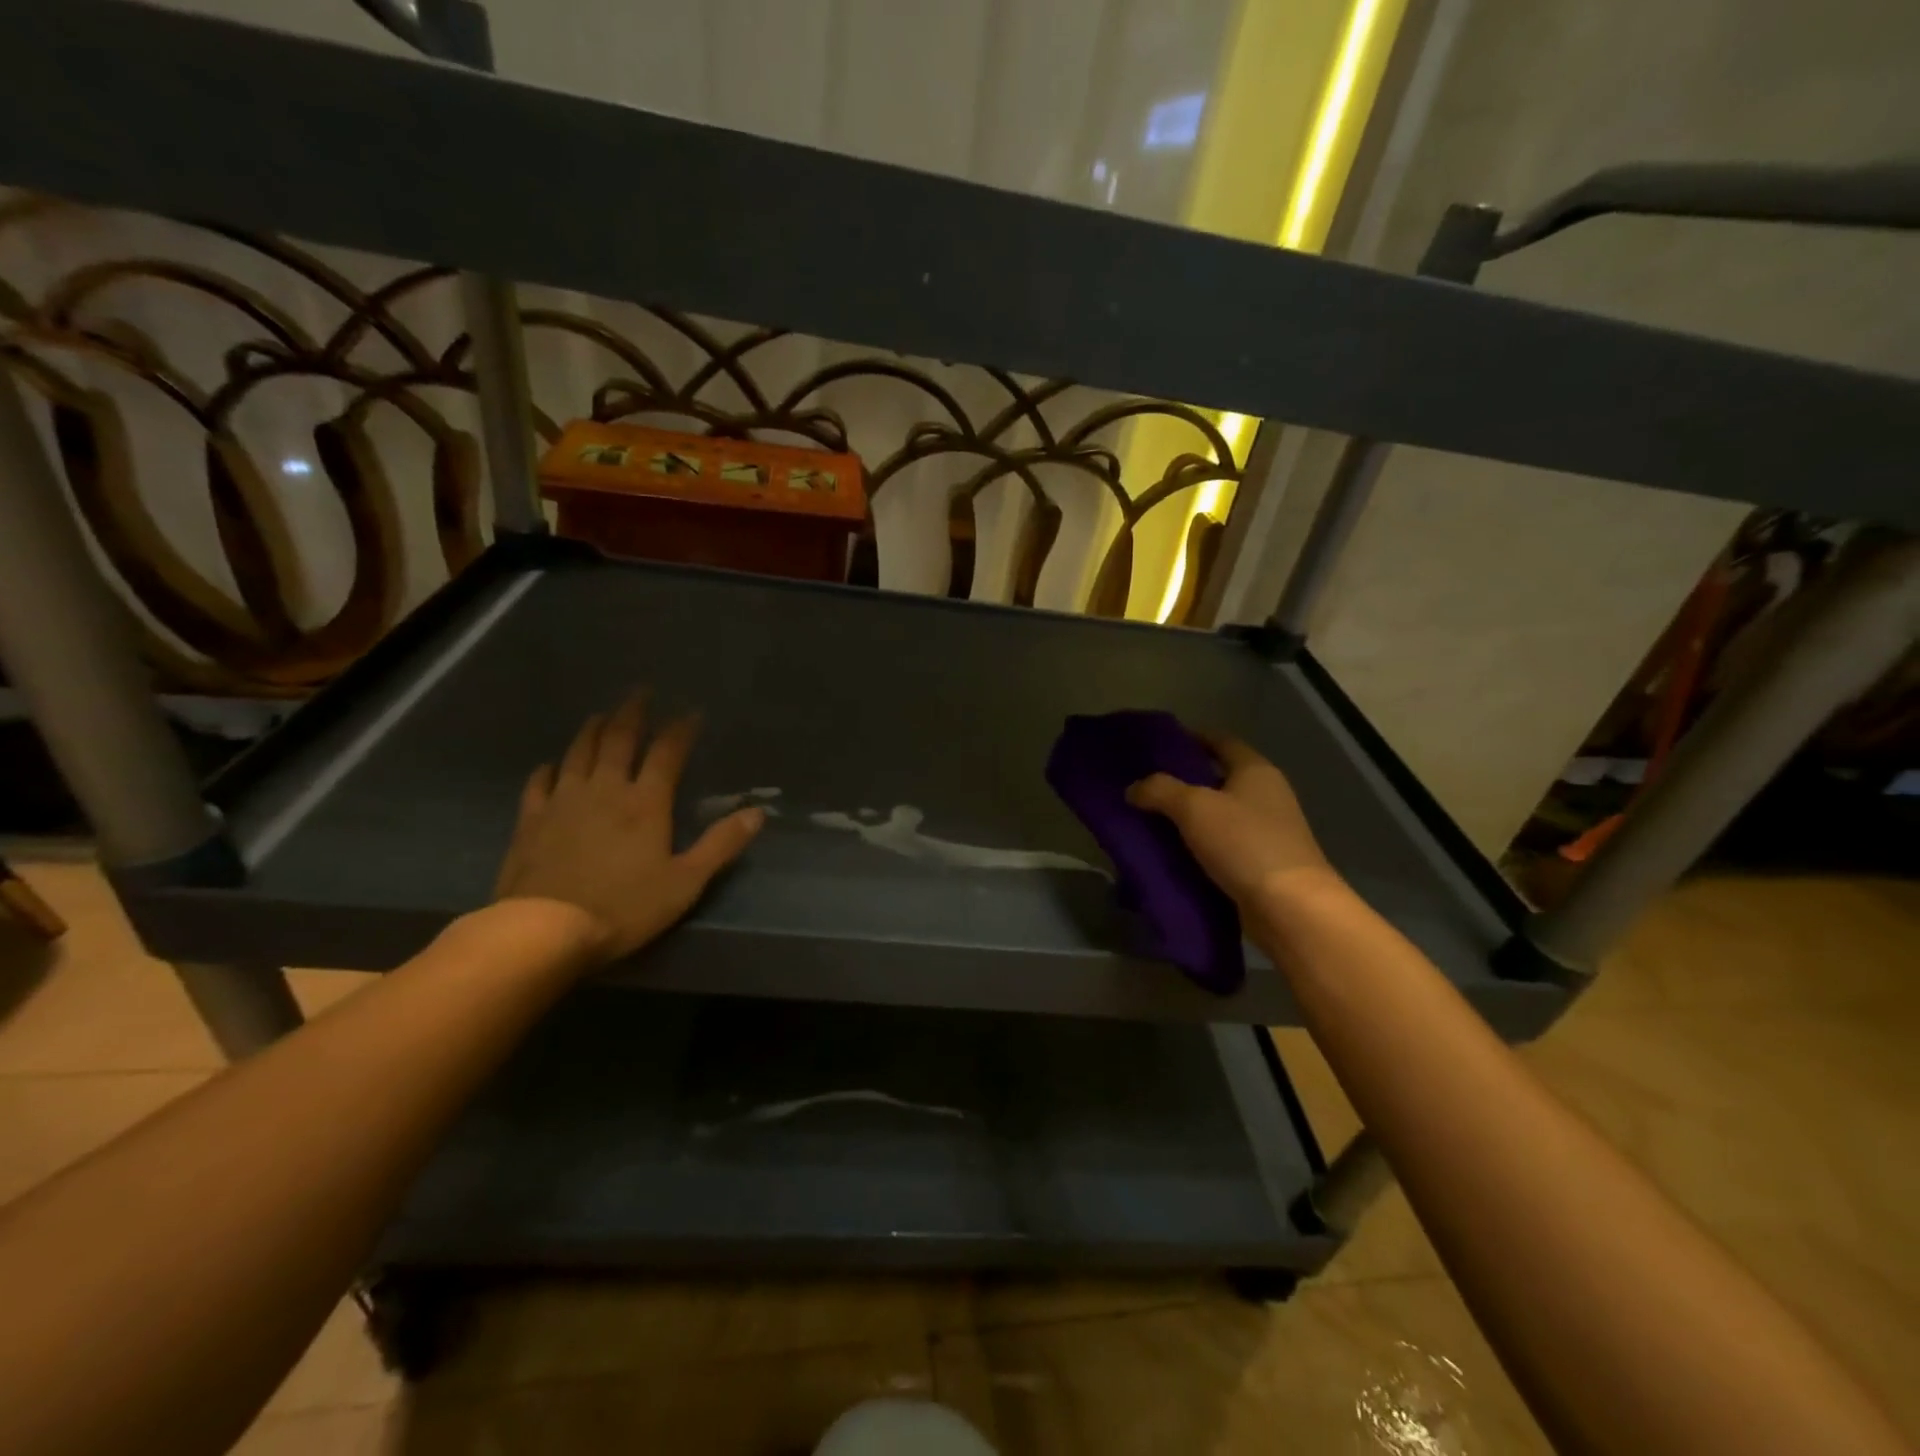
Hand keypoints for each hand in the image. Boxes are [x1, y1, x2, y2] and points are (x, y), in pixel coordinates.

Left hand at [493, 696, 764, 960]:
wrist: (543, 929)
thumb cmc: (624, 907)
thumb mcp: (686, 881)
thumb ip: (721, 844)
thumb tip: (758, 812)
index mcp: (645, 802)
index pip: (667, 753)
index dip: (681, 729)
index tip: (692, 711)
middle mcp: (605, 790)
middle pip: (618, 740)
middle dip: (632, 713)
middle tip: (640, 692)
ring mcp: (563, 802)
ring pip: (579, 753)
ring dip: (592, 730)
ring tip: (600, 715)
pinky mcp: (531, 821)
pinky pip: (539, 783)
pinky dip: (548, 768)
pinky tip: (551, 764)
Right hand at [1127, 734, 1335, 908]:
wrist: (1290, 908)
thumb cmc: (1244, 844)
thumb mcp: (1194, 808)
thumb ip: (1160, 790)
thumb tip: (1134, 788)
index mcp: (1255, 770)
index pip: (1220, 741)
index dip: (1191, 738)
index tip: (1159, 744)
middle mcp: (1265, 795)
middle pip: (1218, 778)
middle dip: (1183, 781)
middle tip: (1144, 785)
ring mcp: (1267, 831)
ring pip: (1218, 815)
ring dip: (1188, 818)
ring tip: (1148, 820)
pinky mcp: (1260, 864)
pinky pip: (1221, 846)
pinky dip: (1197, 846)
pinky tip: (1169, 853)